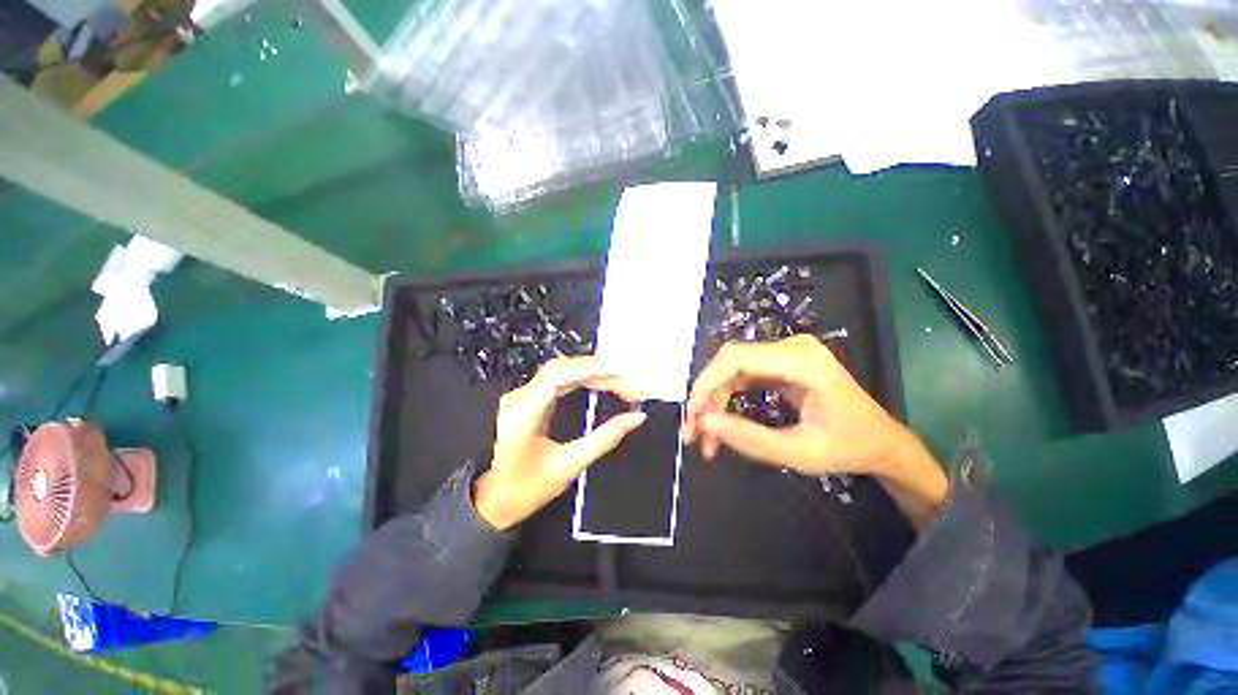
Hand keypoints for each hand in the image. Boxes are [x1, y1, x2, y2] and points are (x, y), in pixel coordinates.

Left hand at [474, 357, 646, 530]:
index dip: (588, 369)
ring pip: (559, 371)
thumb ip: (605, 438)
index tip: (617, 373)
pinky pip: (557, 380)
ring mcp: (522, 397)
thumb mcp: (570, 465)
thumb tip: (634, 418)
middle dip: (595, 370)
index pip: (556, 376)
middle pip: (560, 369)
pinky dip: (580, 378)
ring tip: (617, 381)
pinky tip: (597, 383)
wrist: (497, 500)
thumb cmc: (527, 489)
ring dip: (590, 373)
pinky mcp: (528, 400)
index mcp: (524, 415)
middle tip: (625, 382)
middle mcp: (519, 399)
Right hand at [683, 335, 947, 527]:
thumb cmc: (848, 448)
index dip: (706, 382)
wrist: (881, 442)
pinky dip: (727, 399)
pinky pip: (743, 376)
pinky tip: (721, 423)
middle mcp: (792, 347)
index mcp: (803, 362)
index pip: (736, 357)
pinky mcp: (781, 363)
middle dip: (706, 397)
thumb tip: (705, 421)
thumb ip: (750, 438)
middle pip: (730, 363)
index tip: (692, 416)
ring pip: (732, 371)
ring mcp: (786, 353)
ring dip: (714, 402)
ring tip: (707, 438)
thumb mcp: (799, 453)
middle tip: (694, 434)